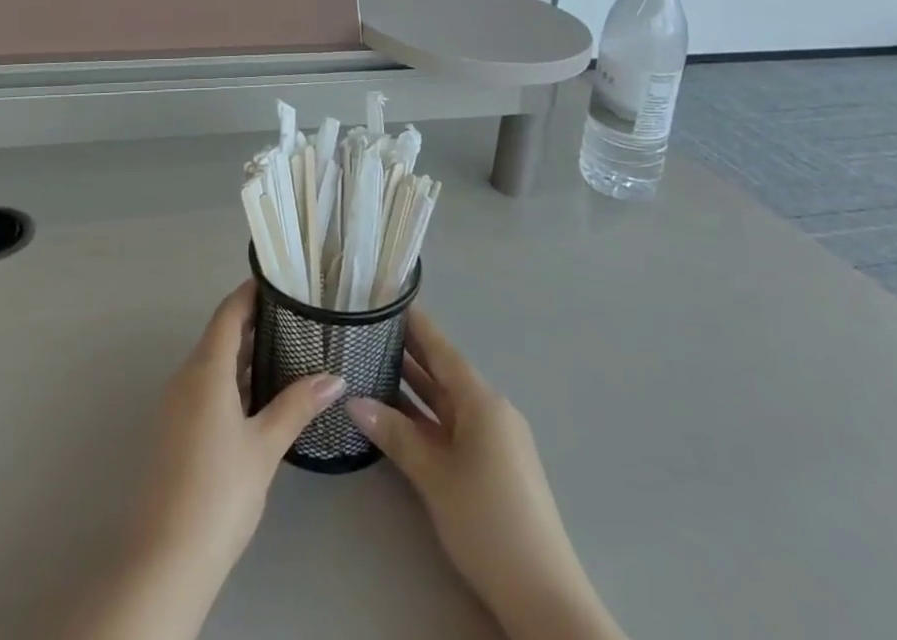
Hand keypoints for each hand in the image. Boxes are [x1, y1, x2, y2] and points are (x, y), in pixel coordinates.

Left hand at [130, 281, 344, 577]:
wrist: (166, 558)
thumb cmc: (219, 491)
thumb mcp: (265, 446)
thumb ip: (298, 405)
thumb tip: (335, 377)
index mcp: (205, 369)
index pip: (228, 312)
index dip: (251, 292)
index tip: (280, 282)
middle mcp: (186, 377)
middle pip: (221, 335)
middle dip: (254, 323)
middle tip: (295, 316)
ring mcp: (177, 404)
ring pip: (214, 363)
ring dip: (245, 354)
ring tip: (287, 350)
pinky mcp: (176, 429)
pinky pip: (207, 387)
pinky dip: (233, 380)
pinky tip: (261, 395)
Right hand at [349, 310, 626, 639]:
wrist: (543, 597)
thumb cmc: (488, 522)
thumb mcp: (434, 476)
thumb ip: (395, 434)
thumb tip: (353, 400)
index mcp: (482, 401)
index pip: (441, 349)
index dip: (415, 324)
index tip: (386, 299)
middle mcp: (490, 411)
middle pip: (444, 372)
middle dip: (408, 352)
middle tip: (368, 330)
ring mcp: (494, 440)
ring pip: (447, 402)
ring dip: (414, 387)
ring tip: (373, 364)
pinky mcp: (493, 466)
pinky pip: (453, 426)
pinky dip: (426, 416)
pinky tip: (400, 416)